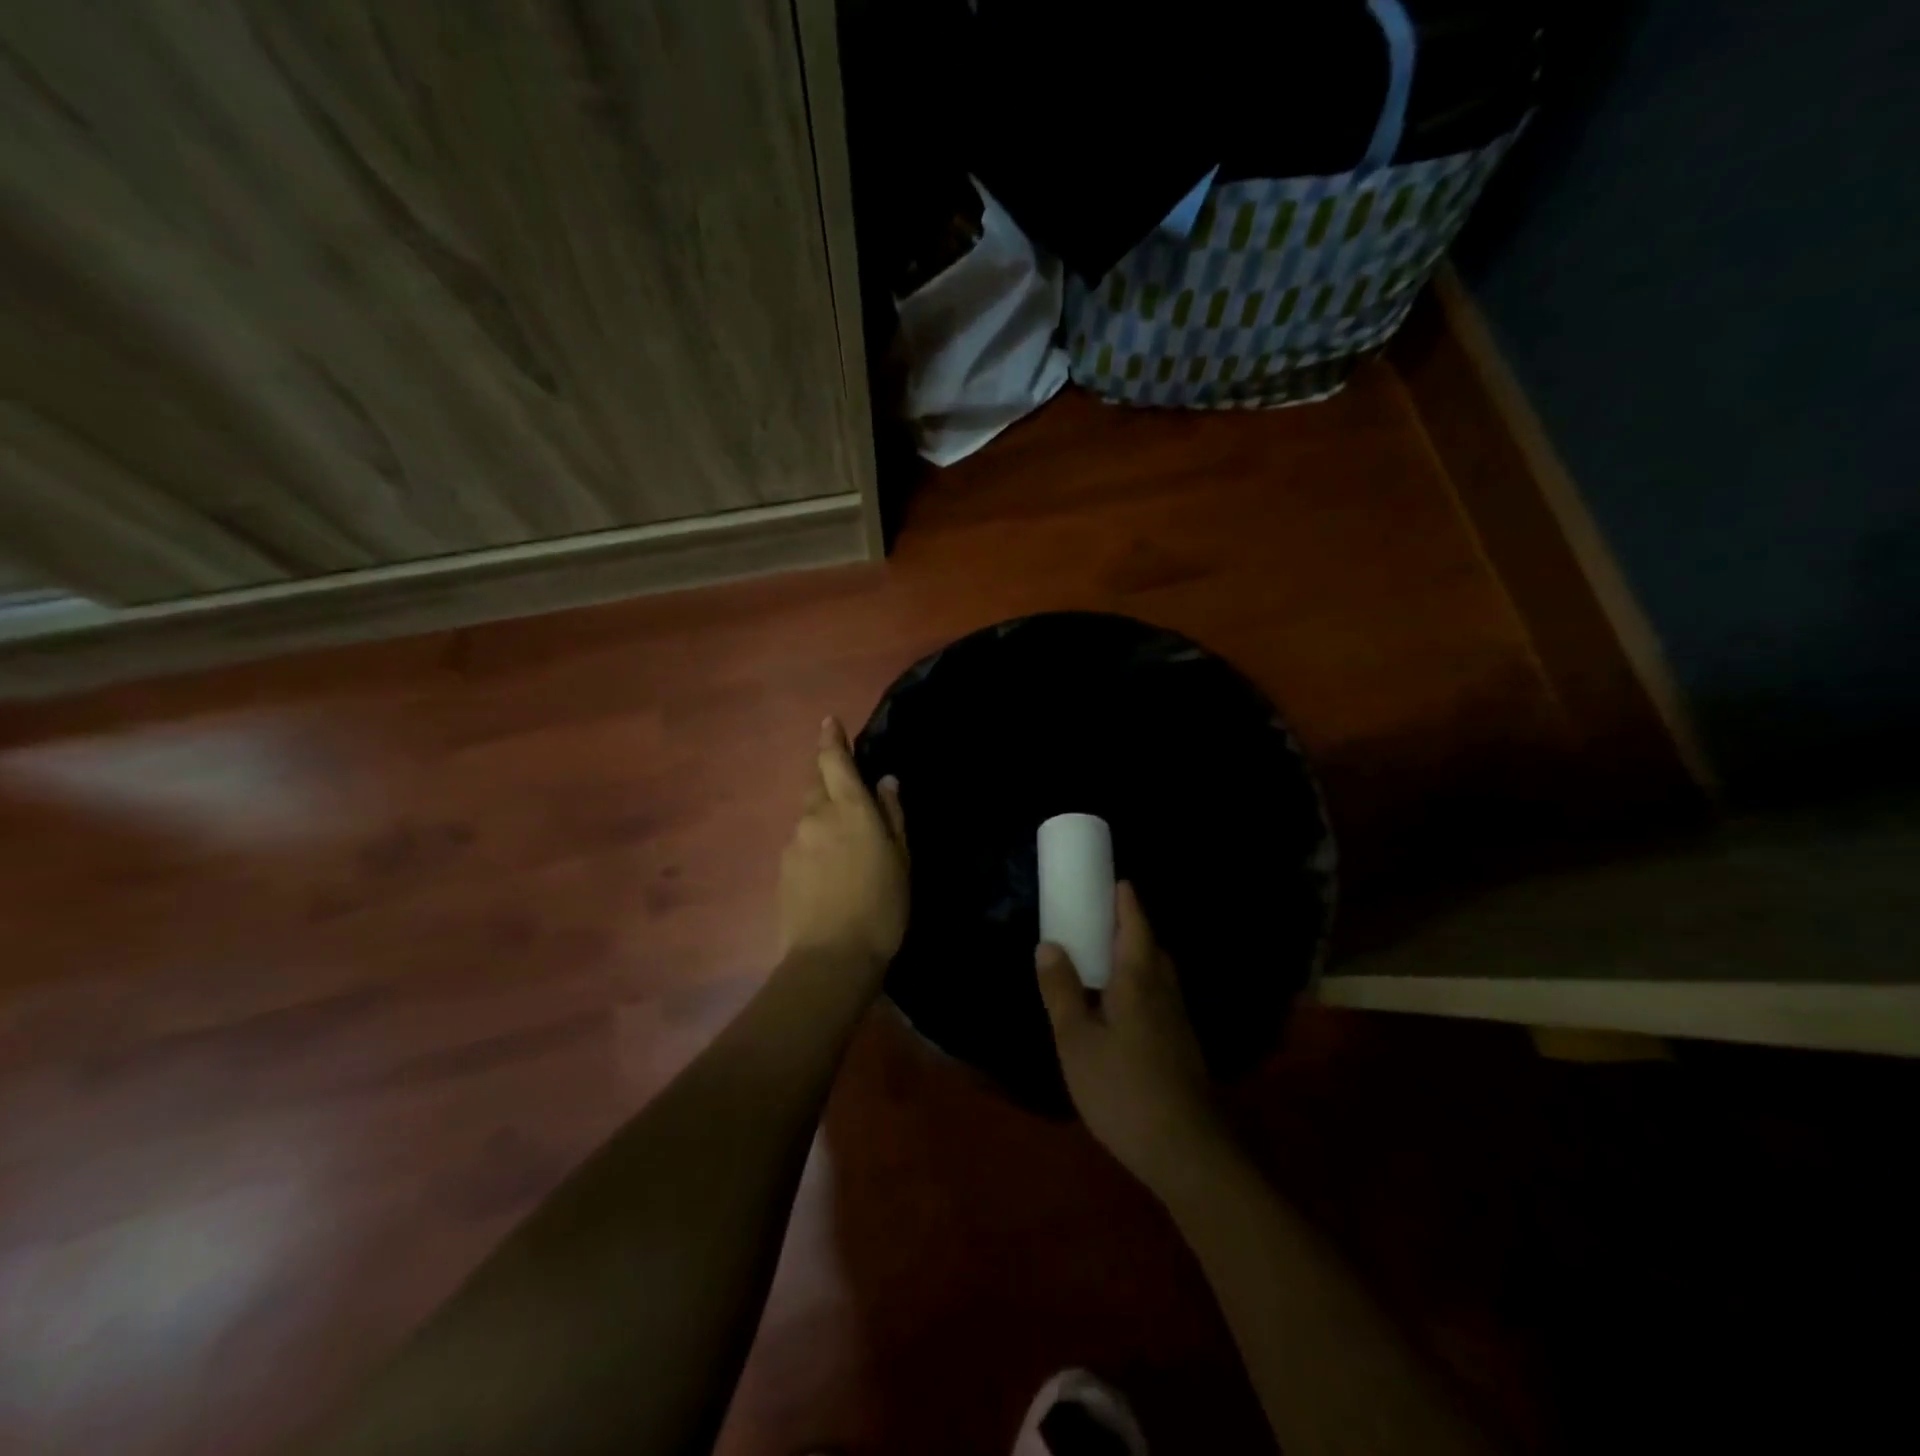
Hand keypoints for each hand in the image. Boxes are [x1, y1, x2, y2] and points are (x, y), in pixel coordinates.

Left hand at [777, 717, 909, 975]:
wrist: (831, 959)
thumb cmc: (881, 907)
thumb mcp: (901, 860)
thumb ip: (892, 816)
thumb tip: (885, 781)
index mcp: (850, 809)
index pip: (834, 761)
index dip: (831, 739)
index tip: (828, 722)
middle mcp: (816, 817)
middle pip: (816, 784)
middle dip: (827, 776)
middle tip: (845, 787)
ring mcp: (794, 842)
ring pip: (808, 815)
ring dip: (823, 816)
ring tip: (843, 843)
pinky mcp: (783, 868)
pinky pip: (801, 842)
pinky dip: (814, 843)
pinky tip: (828, 870)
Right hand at [1036, 883, 1229, 1193]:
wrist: (1186, 1151)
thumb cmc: (1123, 1089)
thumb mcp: (1076, 1041)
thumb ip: (1061, 991)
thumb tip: (1048, 944)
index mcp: (1138, 979)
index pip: (1135, 924)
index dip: (1125, 900)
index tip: (1113, 881)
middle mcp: (1164, 990)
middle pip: (1150, 946)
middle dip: (1130, 926)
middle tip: (1101, 918)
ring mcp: (1178, 1019)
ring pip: (1158, 973)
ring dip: (1136, 955)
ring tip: (1106, 959)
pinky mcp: (1182, 1045)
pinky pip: (1159, 996)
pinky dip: (1141, 983)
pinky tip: (1123, 1008)